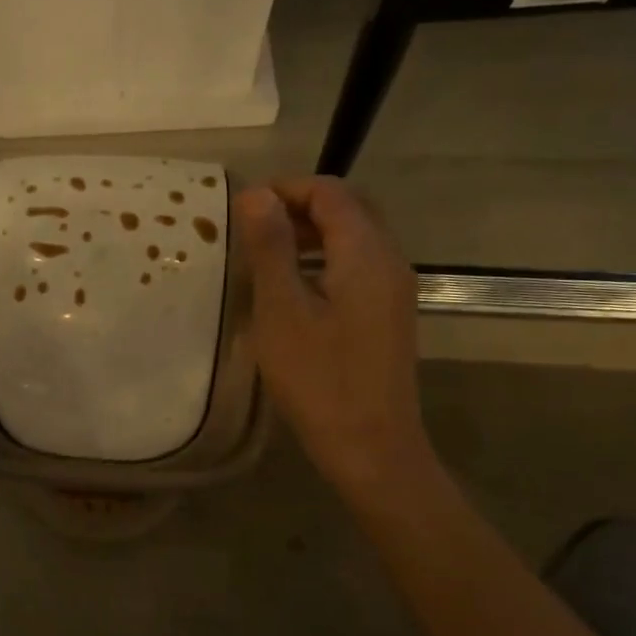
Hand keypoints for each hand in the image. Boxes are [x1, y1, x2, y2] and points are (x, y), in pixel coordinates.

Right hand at [235, 178, 435, 502]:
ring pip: (354, 238)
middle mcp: (389, 261)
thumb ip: (270, 248)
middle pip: (348, 209)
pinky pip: (357, 267)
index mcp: (365, 253)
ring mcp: (393, 290)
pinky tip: (293, 288)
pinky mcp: (388, 315)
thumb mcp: (282, 310)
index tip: (241, 207)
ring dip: (311, 233)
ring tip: (265, 253)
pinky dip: (324, 259)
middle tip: (252, 226)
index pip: (330, 193)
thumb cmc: (319, 378)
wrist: (372, 446)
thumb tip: (256, 195)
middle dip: (299, 206)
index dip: (285, 189)